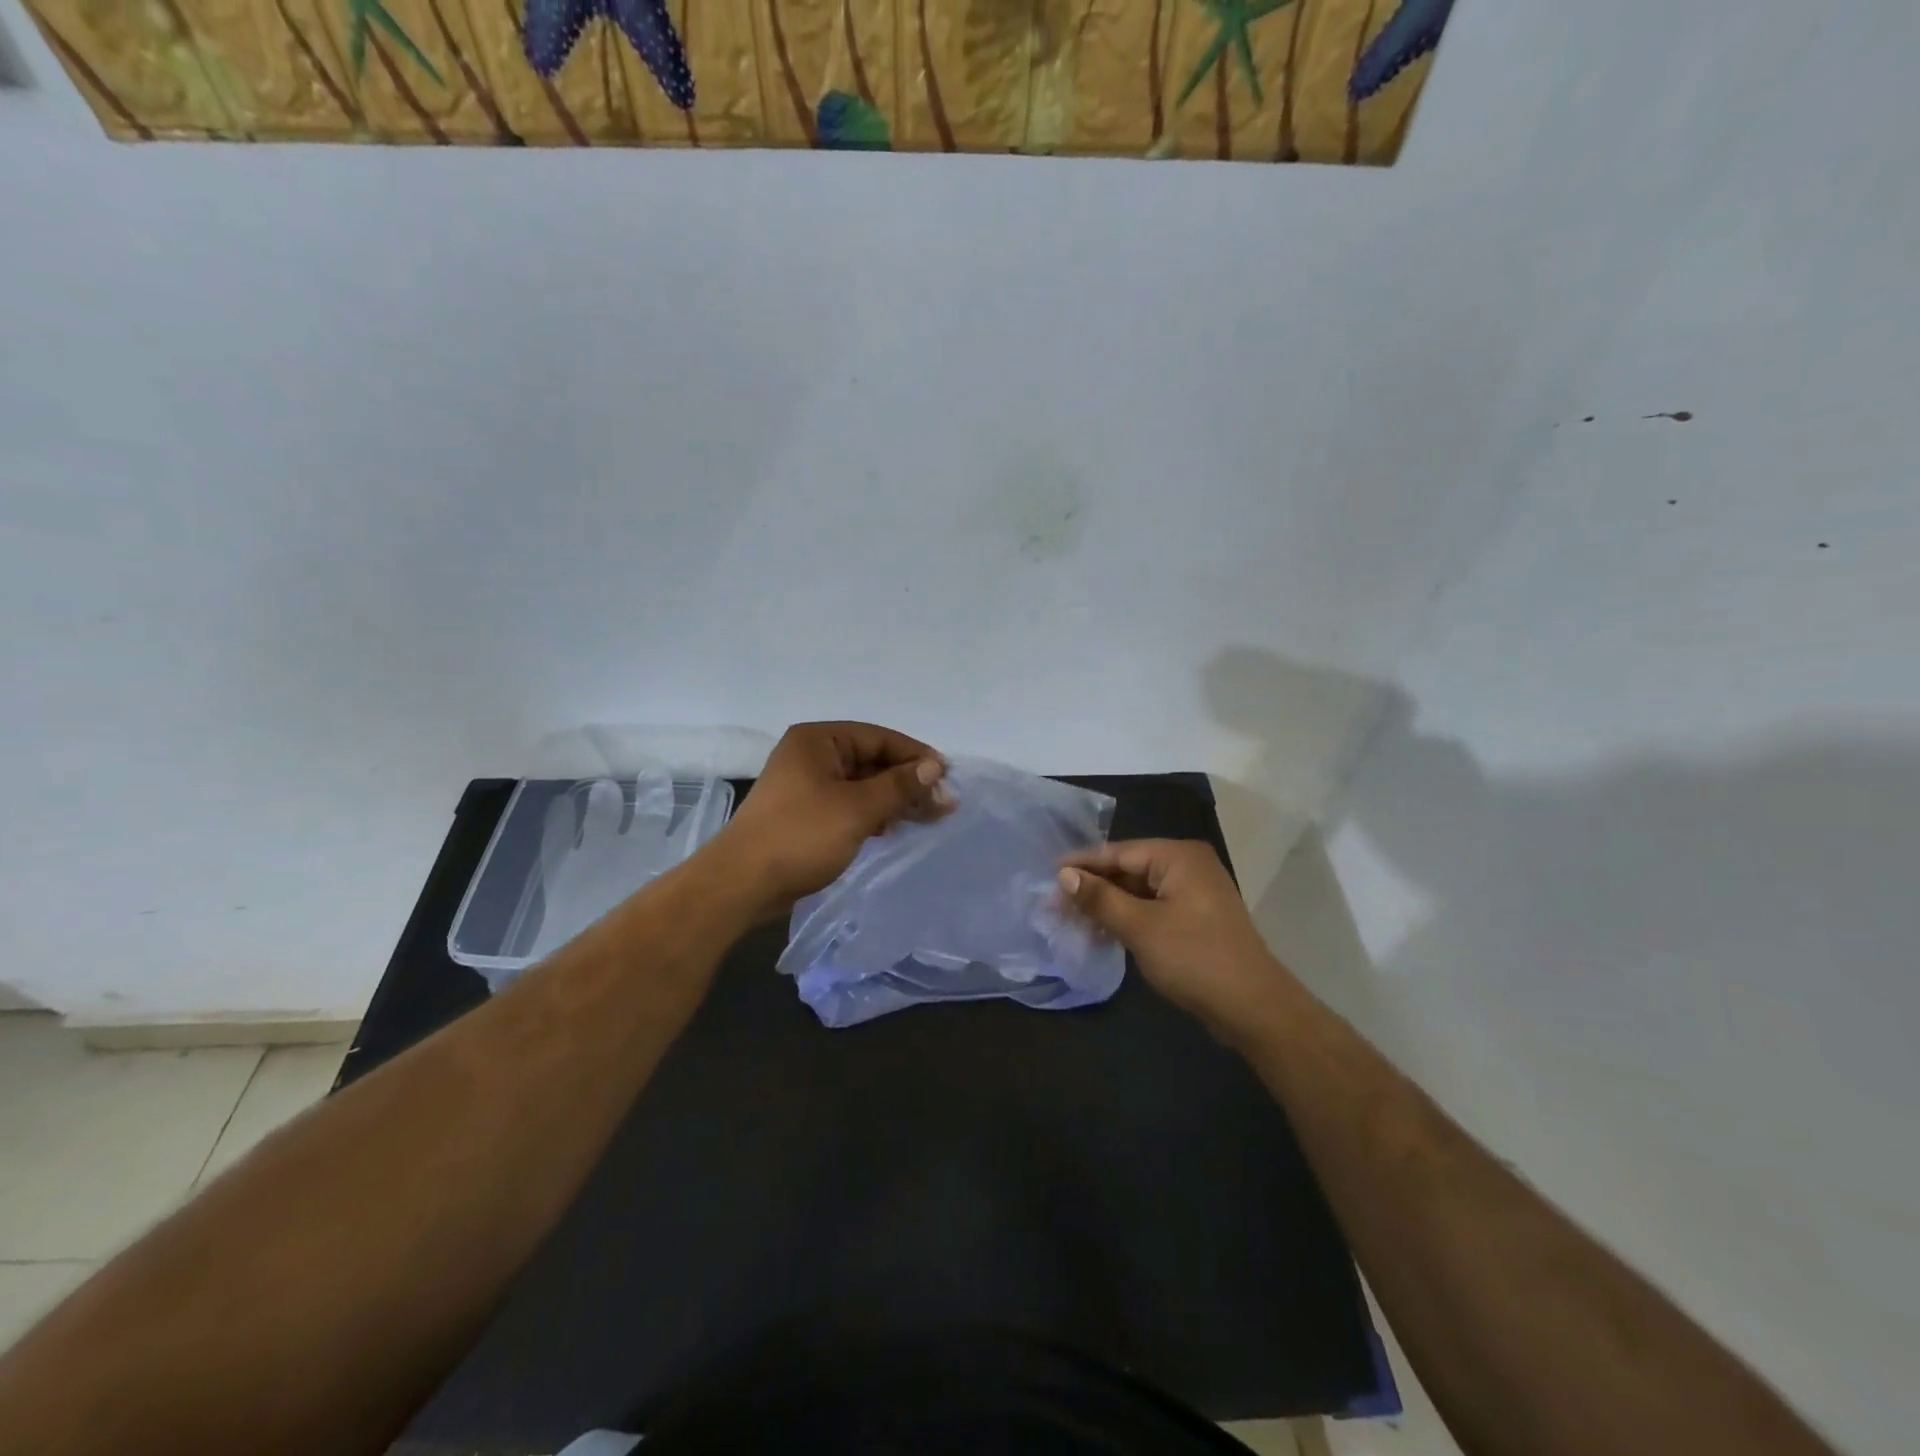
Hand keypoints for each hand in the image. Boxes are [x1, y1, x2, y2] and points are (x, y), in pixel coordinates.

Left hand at [715, 721, 950, 917]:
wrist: (741, 884)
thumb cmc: (800, 836)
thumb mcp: (857, 808)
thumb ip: (899, 786)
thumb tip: (934, 766)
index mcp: (818, 740)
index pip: (879, 737)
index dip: (915, 756)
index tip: (947, 777)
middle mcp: (811, 755)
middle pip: (872, 761)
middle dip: (908, 781)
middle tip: (944, 804)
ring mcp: (807, 786)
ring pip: (862, 785)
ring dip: (894, 800)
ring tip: (929, 818)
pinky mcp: (806, 814)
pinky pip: (849, 805)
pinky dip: (873, 814)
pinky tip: (895, 829)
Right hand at [1057, 839, 1289, 1037]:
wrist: (1254, 1008)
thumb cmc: (1195, 958)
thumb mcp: (1140, 927)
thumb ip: (1100, 898)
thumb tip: (1064, 875)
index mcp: (1178, 856)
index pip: (1118, 852)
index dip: (1081, 864)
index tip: (1046, 874)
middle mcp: (1188, 866)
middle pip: (1128, 869)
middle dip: (1092, 887)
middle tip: (1053, 903)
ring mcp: (1194, 893)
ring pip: (1139, 891)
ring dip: (1107, 905)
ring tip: (1070, 919)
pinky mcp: (1196, 919)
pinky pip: (1152, 908)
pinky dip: (1128, 918)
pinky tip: (1102, 931)